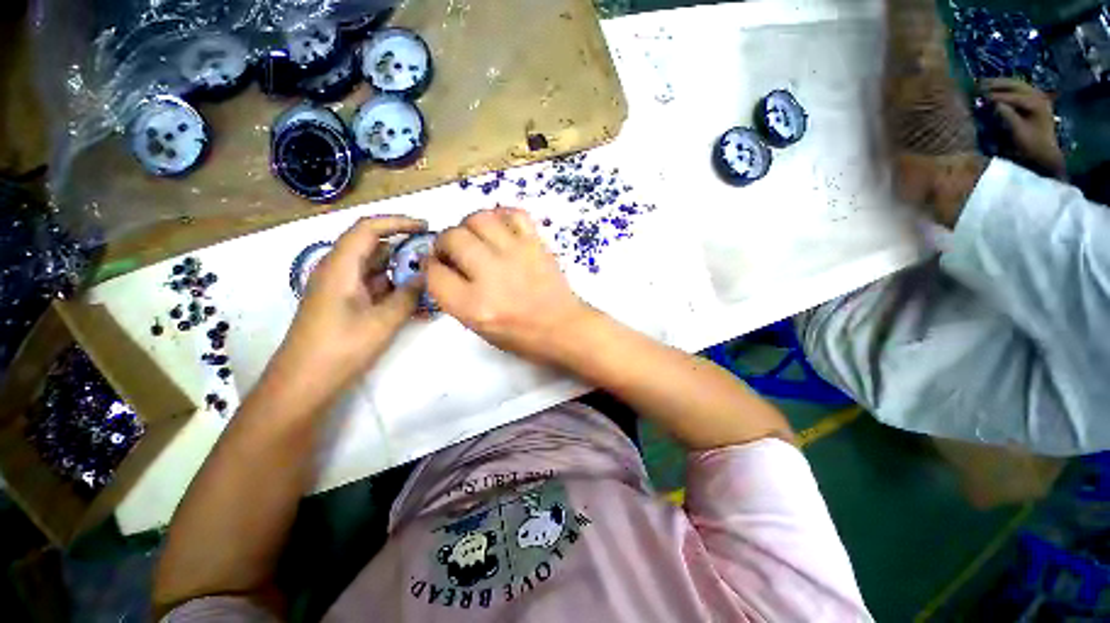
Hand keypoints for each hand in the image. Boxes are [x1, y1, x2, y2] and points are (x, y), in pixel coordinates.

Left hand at [281, 216, 426, 384]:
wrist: (304, 382)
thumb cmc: (341, 348)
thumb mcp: (383, 321)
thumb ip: (408, 295)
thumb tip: (426, 276)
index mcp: (340, 267)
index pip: (368, 229)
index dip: (397, 222)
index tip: (425, 227)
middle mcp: (337, 270)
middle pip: (372, 246)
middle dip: (403, 247)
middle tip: (434, 255)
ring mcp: (340, 287)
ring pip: (374, 267)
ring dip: (400, 269)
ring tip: (429, 277)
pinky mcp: (344, 302)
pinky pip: (372, 285)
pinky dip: (393, 287)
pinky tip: (414, 298)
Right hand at [428, 207, 590, 364]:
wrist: (563, 327)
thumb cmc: (522, 336)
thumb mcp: (479, 328)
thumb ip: (455, 298)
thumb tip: (442, 267)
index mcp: (475, 305)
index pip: (434, 274)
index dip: (430, 267)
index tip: (436, 266)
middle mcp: (492, 275)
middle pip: (452, 238)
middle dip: (444, 243)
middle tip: (453, 251)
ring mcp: (516, 255)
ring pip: (478, 218)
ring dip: (469, 225)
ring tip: (475, 238)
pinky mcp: (536, 244)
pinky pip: (514, 214)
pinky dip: (501, 216)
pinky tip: (500, 230)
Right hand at [982, 78, 1066, 179]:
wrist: (1046, 153)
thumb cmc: (1031, 146)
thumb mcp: (1018, 133)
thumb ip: (1006, 116)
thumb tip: (992, 103)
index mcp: (1035, 103)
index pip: (1011, 95)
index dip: (994, 95)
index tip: (977, 95)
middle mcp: (1038, 95)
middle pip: (1014, 84)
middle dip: (996, 84)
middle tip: (978, 85)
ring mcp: (1038, 96)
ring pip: (1016, 84)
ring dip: (1000, 83)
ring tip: (984, 85)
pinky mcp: (1035, 99)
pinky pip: (1018, 88)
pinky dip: (1006, 87)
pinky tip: (996, 90)